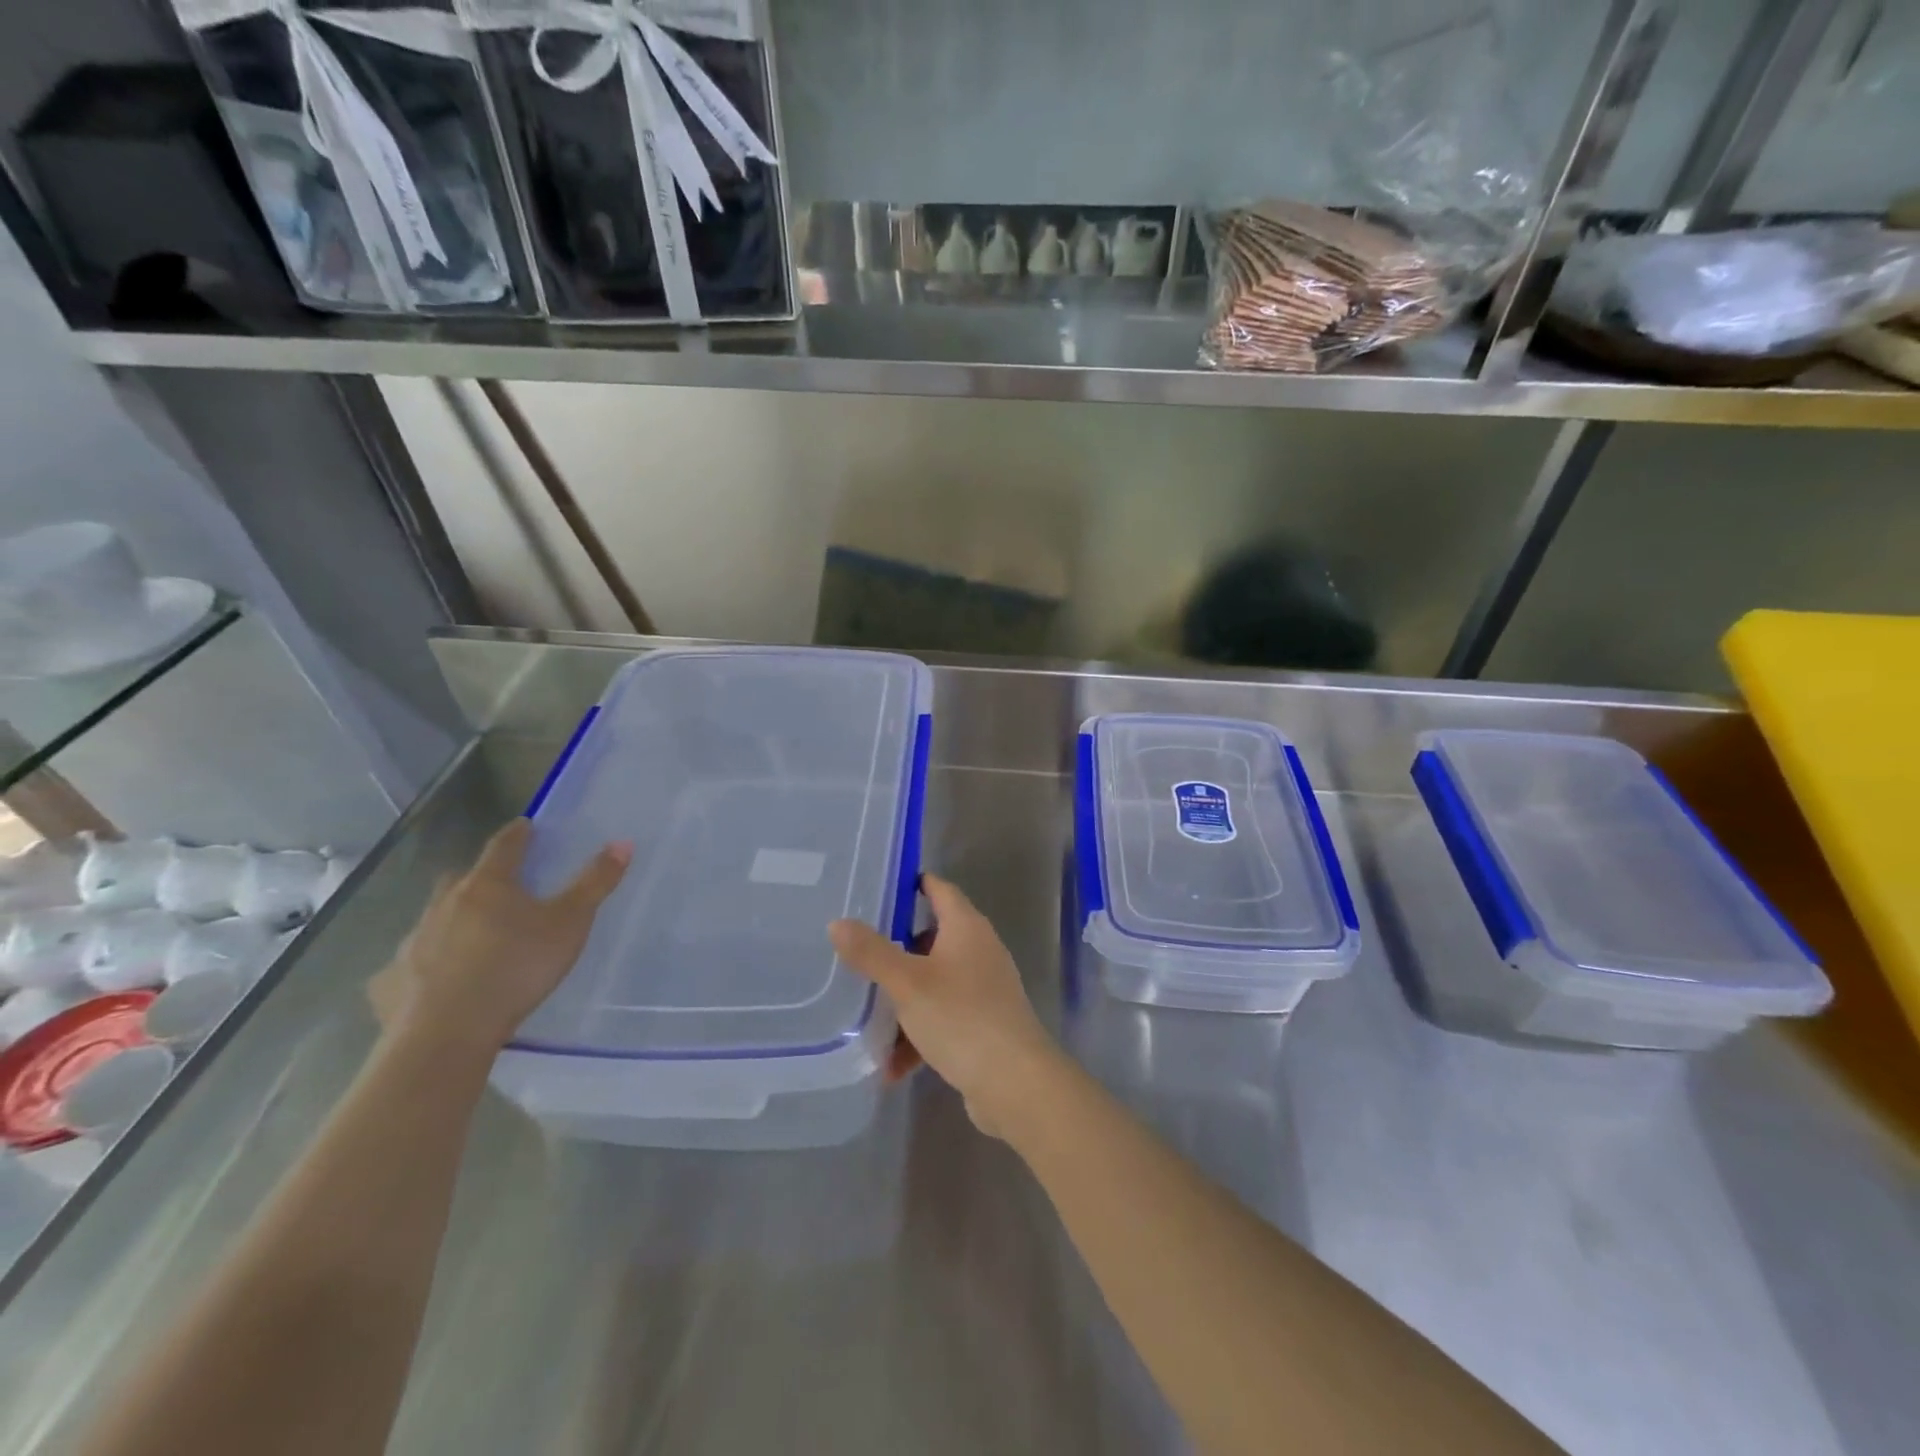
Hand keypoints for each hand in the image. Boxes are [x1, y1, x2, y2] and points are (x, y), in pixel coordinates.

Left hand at [370, 819, 630, 1054]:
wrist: (445, 1034)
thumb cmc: (516, 968)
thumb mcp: (569, 924)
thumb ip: (594, 884)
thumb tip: (622, 843)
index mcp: (488, 885)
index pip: (504, 846)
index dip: (518, 834)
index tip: (525, 825)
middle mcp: (444, 904)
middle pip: (461, 879)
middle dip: (480, 877)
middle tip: (500, 886)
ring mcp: (413, 941)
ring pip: (434, 919)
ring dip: (452, 920)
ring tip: (474, 937)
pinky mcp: (391, 981)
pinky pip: (410, 963)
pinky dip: (426, 964)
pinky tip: (439, 982)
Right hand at [829, 874, 1060, 1138]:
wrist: (1015, 1083)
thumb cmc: (961, 1018)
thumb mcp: (907, 983)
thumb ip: (871, 952)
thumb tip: (837, 923)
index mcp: (967, 927)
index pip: (940, 889)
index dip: (913, 884)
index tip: (879, 887)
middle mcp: (979, 950)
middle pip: (933, 937)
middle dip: (897, 949)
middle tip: (858, 952)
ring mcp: (984, 989)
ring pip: (934, 983)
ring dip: (904, 1001)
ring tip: (866, 1018)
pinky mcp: (984, 1024)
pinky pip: (943, 1019)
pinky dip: (919, 1035)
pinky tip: (892, 1066)